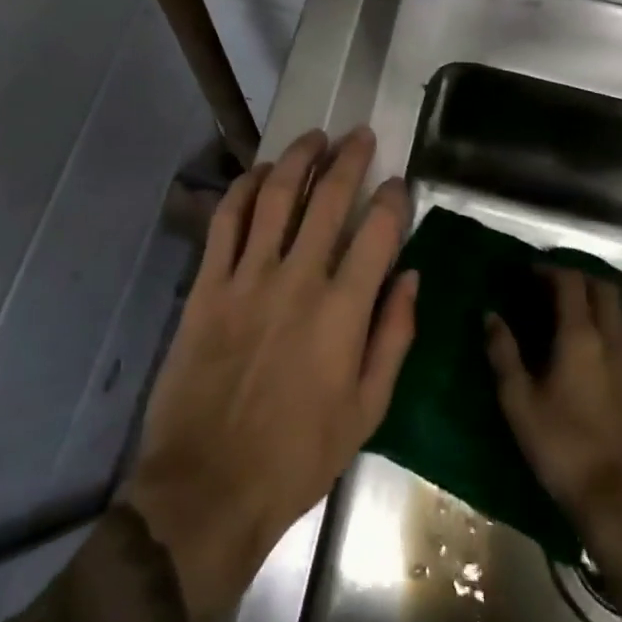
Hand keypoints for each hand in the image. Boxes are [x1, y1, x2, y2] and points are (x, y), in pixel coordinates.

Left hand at [120, 128, 416, 621]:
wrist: (209, 485)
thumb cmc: (297, 456)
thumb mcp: (367, 411)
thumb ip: (394, 337)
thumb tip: (412, 277)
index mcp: (343, 312)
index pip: (378, 233)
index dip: (392, 198)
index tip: (398, 181)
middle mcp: (297, 279)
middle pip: (328, 199)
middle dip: (348, 159)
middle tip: (359, 136)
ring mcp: (247, 277)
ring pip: (275, 195)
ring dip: (297, 158)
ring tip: (314, 138)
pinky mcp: (208, 284)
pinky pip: (226, 220)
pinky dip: (243, 187)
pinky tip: (258, 172)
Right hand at [485, 270, 621, 566]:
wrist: (614, 499)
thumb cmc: (560, 444)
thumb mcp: (518, 399)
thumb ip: (503, 352)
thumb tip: (490, 315)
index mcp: (581, 336)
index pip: (571, 282)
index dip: (548, 270)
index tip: (525, 272)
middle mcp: (611, 339)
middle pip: (602, 288)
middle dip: (575, 278)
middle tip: (545, 285)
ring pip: (618, 310)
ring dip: (593, 299)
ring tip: (564, 309)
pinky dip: (605, 322)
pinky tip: (585, 343)